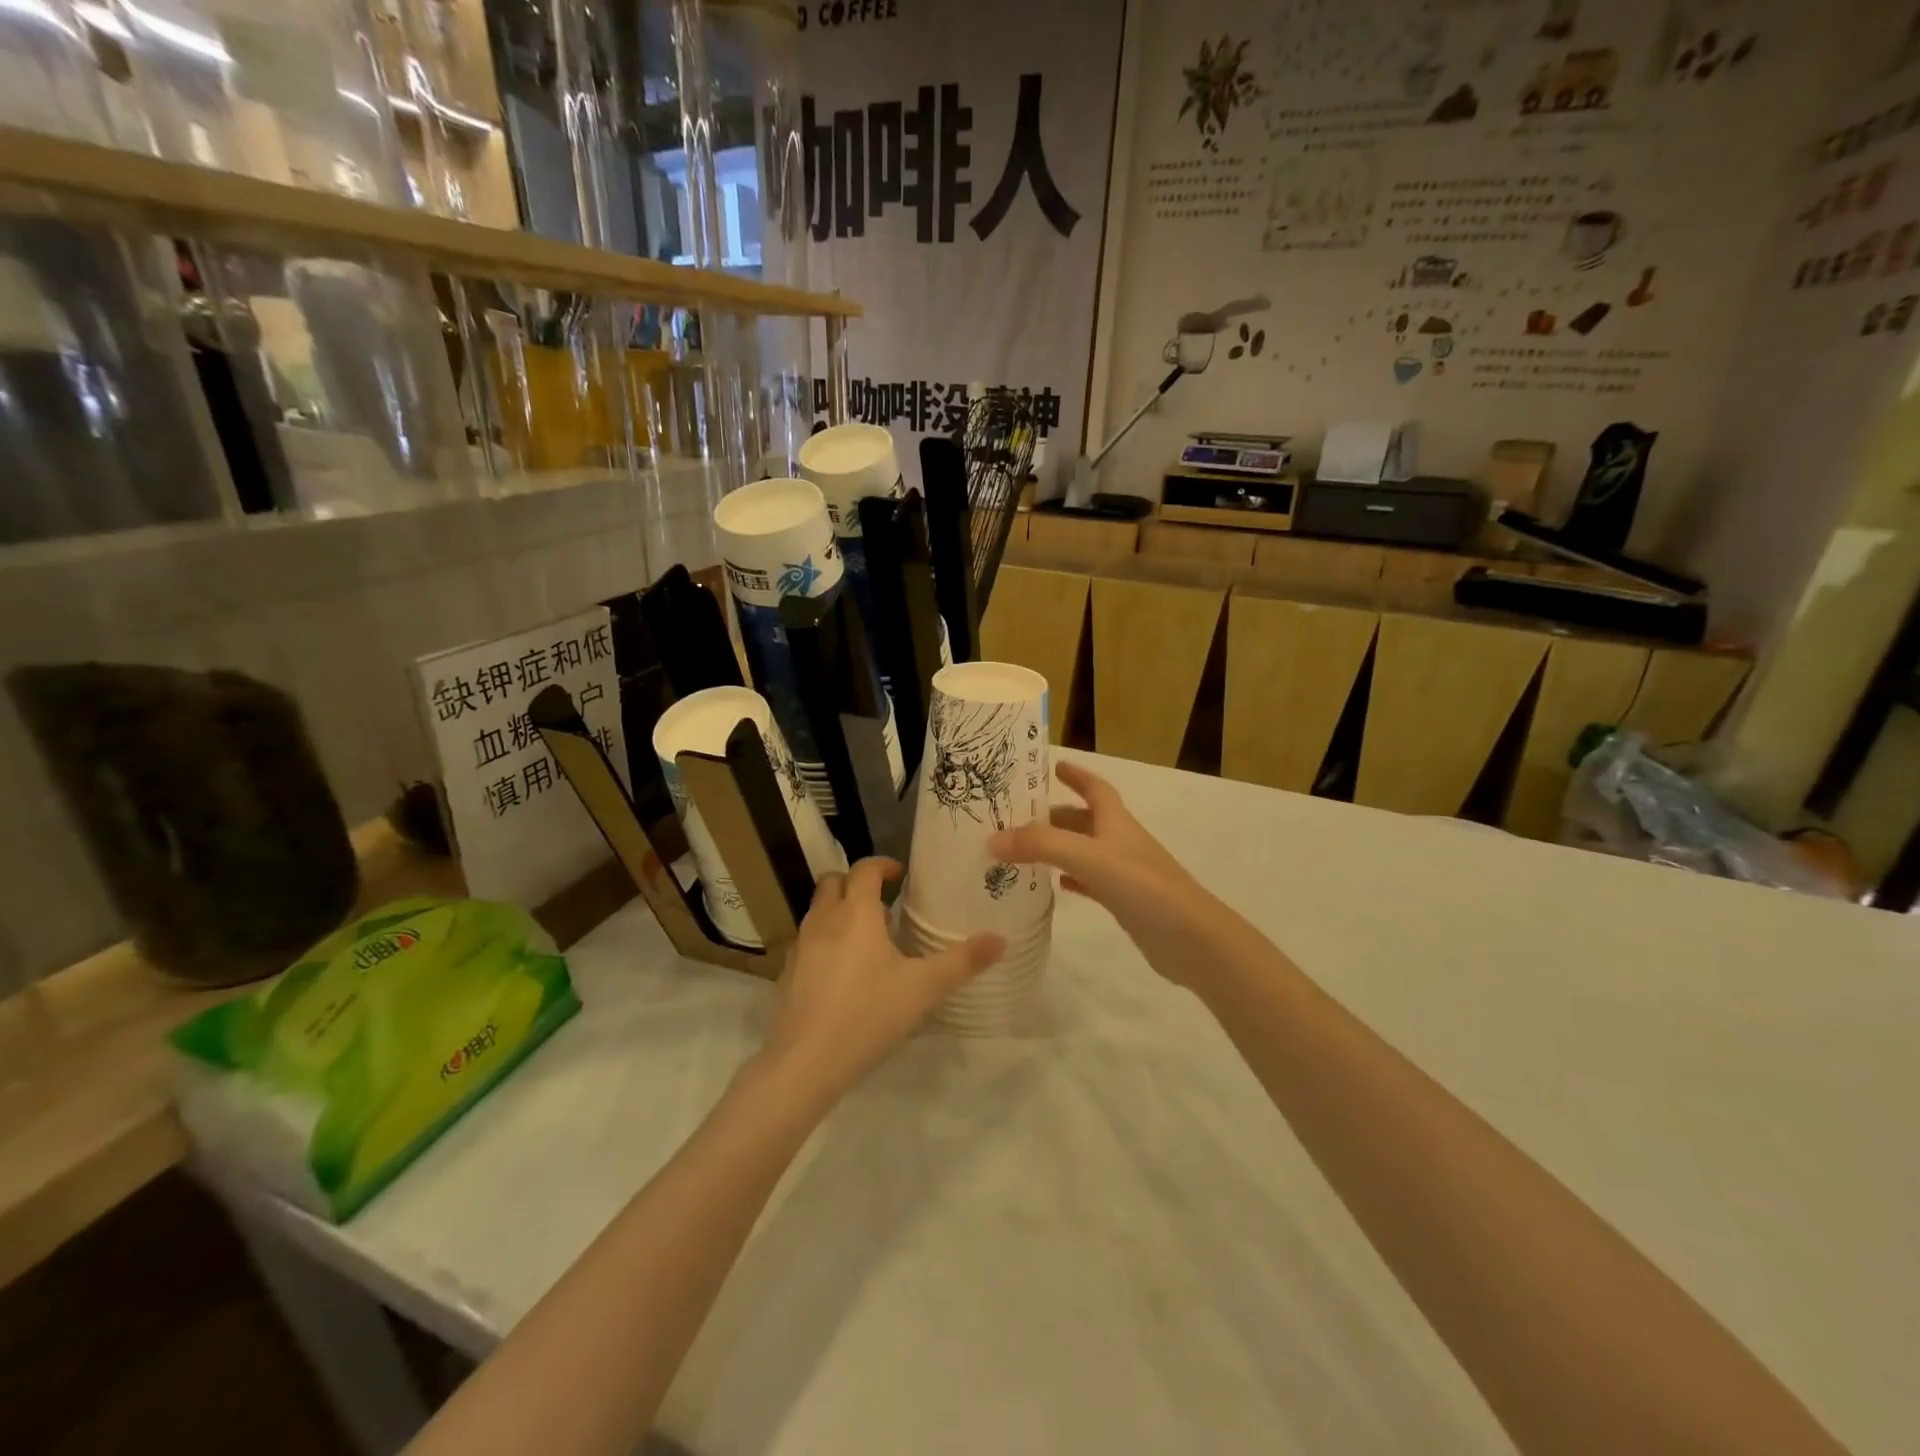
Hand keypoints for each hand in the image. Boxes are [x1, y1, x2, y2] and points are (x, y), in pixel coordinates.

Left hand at [758, 858, 1002, 1104]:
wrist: (806, 1061)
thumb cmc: (869, 1014)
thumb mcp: (924, 988)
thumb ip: (963, 962)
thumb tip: (1000, 939)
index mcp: (856, 913)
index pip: (865, 869)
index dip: (883, 865)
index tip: (900, 875)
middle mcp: (824, 919)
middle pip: (834, 882)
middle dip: (856, 883)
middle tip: (884, 903)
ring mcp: (800, 945)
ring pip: (818, 910)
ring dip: (840, 911)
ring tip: (869, 938)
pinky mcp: (788, 972)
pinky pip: (808, 940)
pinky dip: (826, 939)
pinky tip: (844, 972)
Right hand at [990, 762, 1233, 988]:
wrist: (1191, 939)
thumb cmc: (1143, 887)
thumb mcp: (1087, 857)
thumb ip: (1041, 845)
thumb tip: (993, 839)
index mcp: (1116, 821)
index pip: (1095, 788)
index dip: (1076, 775)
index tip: (1052, 766)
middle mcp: (1121, 841)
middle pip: (1084, 820)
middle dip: (1054, 816)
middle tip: (1017, 819)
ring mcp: (1125, 873)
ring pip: (1085, 851)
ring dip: (1058, 848)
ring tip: (1024, 851)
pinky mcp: (1126, 902)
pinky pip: (1092, 882)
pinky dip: (1072, 879)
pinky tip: (1054, 887)